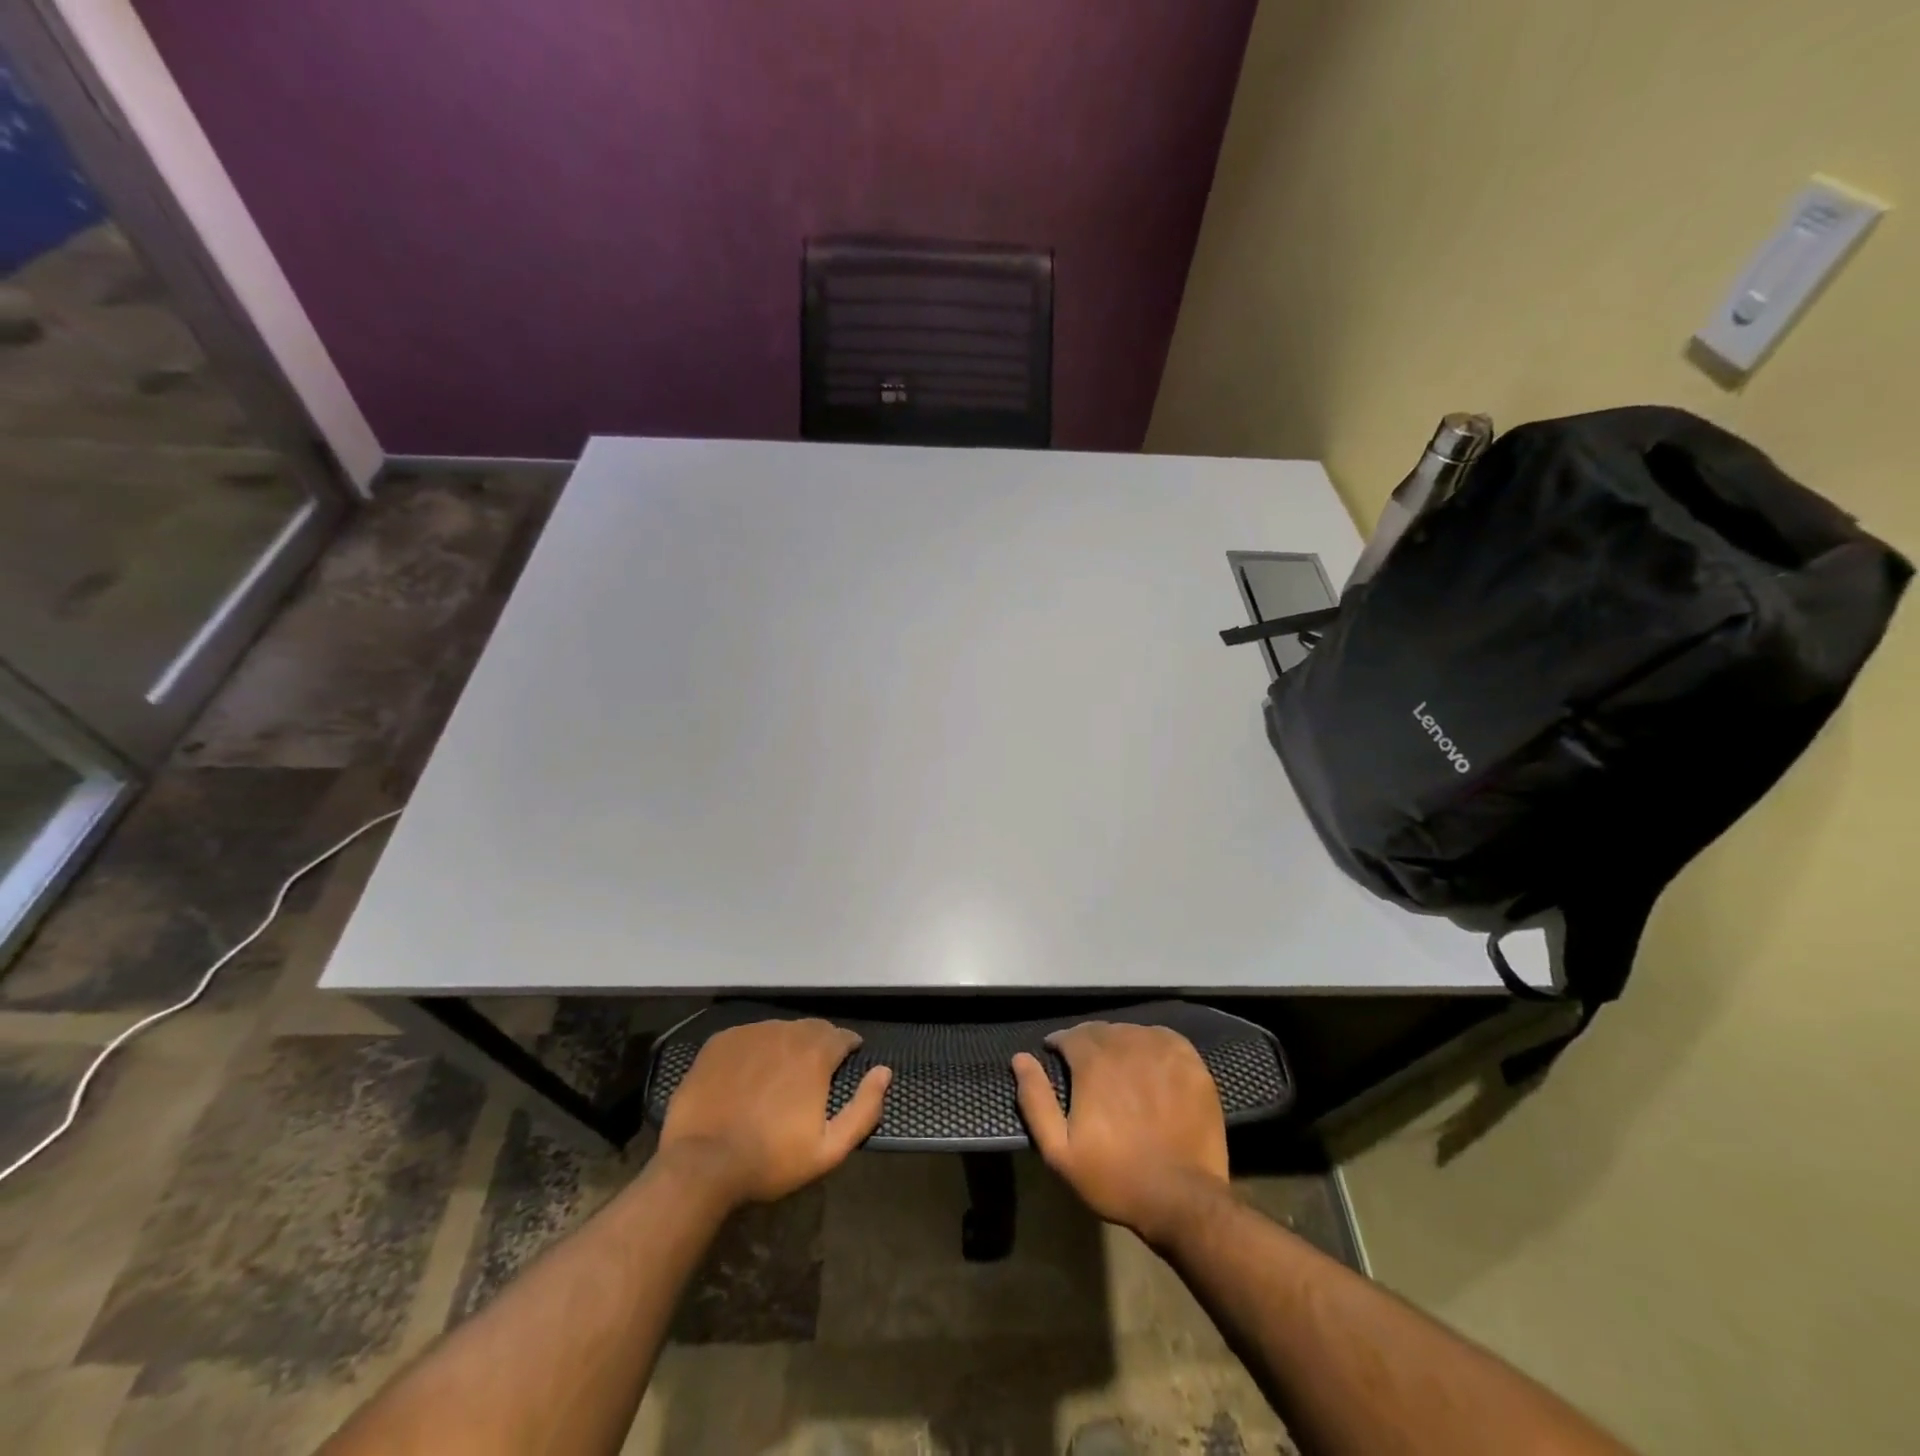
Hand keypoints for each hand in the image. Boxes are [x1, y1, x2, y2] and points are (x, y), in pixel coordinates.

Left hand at [657, 1019, 890, 1206]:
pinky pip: (749, 1037)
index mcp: (815, 1053)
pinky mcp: (721, 1042)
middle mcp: (786, 1032)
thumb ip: (865, 1108)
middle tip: (815, 1071)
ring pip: (780, 1031)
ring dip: (788, 1046)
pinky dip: (756, 1049)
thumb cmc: (771, 1160)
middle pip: (812, 1028)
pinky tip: (749, 1074)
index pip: (842, 1035)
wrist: (701, 1163)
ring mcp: (750, 1033)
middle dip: (820, 1044)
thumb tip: (884, 1072)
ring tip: (781, 1074)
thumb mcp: (829, 1148)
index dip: (849, 1047)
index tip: (848, 1061)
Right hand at [1013, 1022, 1229, 1244]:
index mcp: (1093, 1062)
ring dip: (1118, 1042)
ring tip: (1117, 1065)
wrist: (1182, 1199)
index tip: (1056, 1057)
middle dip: (1087, 1043)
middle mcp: (1126, 1045)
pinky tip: (1148, 1062)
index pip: (1070, 1035)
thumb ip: (1036, 1100)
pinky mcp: (1190, 1062)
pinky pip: (1163, 1038)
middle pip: (1100, 1031)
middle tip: (1086, 1066)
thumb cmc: (1115, 1177)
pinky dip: (1150, 1043)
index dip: (1060, 1044)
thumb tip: (1020, 1058)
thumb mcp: (1060, 1151)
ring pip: (1131, 1032)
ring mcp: (1162, 1051)